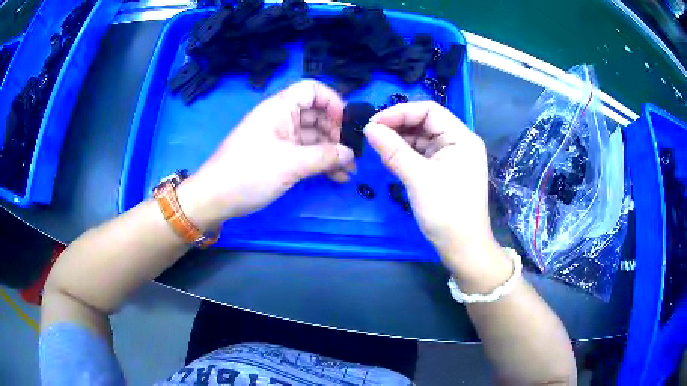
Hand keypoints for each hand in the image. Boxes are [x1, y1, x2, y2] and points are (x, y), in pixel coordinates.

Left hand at [178, 80, 353, 229]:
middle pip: (316, 115)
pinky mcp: (278, 157)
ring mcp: (279, 139)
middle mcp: (280, 118)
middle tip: (351, 154)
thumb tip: (350, 154)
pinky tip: (335, 176)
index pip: (312, 90)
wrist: (215, 198)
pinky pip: (304, 153)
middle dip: (336, 132)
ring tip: (348, 170)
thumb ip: (324, 157)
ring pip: (312, 137)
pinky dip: (319, 162)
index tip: (346, 124)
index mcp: (279, 108)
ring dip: (331, 151)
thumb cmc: (249, 173)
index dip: (332, 102)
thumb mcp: (290, 164)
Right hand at [365, 101, 500, 274]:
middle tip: (372, 136)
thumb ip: (393, 150)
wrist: (463, 249)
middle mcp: (458, 143)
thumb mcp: (419, 178)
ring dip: (400, 141)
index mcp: (461, 137)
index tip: (374, 123)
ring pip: (422, 139)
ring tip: (378, 148)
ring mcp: (452, 158)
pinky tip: (390, 160)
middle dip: (399, 126)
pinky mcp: (444, 171)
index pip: (429, 110)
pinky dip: (405, 155)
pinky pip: (422, 155)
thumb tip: (368, 127)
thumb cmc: (447, 211)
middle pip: (425, 123)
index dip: (400, 112)